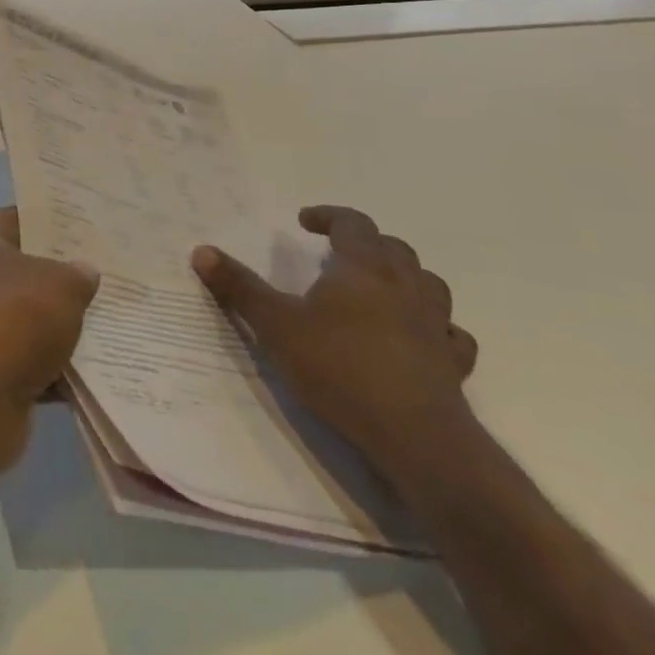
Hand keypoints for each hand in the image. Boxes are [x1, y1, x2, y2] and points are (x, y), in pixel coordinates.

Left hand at [0, 208, 99, 478]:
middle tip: (110, 276)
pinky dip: (61, 370)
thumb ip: (77, 274)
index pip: (16, 218)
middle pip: (24, 271)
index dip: (50, 220)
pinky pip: (34, 364)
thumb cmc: (13, 315)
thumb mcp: (60, 284)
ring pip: (31, 320)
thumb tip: (84, 270)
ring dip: (65, 327)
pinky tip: (102, 372)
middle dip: (64, 276)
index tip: (88, 226)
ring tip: (117, 323)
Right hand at [191, 205, 478, 484]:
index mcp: (363, 270)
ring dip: (403, 277)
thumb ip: (239, 287)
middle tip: (336, 252)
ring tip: (377, 287)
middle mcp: (405, 288)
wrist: (416, 438)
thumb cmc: (339, 367)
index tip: (304, 221)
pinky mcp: (452, 364)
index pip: (353, 224)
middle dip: (365, 242)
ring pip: (428, 284)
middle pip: (394, 249)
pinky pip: (450, 333)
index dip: (329, 216)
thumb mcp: (275, 324)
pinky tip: (416, 335)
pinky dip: (433, 325)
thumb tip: (201, 250)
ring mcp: (435, 326)